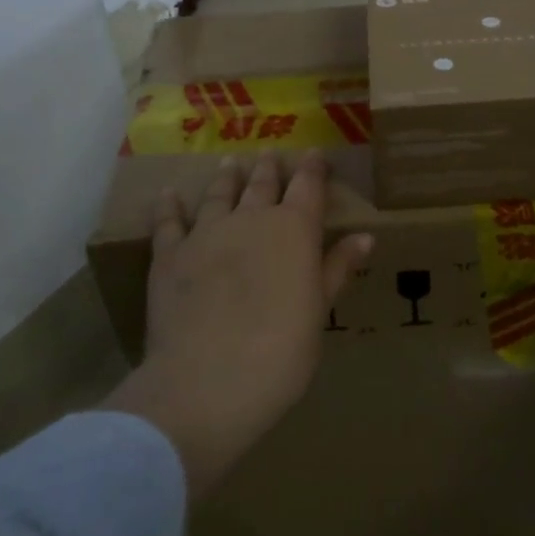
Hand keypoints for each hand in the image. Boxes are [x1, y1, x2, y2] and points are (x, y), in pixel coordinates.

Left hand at [102, 150, 370, 502]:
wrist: (208, 382)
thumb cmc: (280, 352)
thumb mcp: (319, 311)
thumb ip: (337, 269)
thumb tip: (365, 236)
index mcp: (294, 230)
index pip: (308, 187)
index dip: (312, 169)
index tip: (314, 153)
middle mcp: (251, 219)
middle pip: (263, 184)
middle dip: (269, 168)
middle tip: (270, 153)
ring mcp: (206, 233)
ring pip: (219, 194)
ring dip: (227, 177)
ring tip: (230, 163)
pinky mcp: (170, 255)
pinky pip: (169, 222)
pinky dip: (170, 206)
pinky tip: (169, 194)